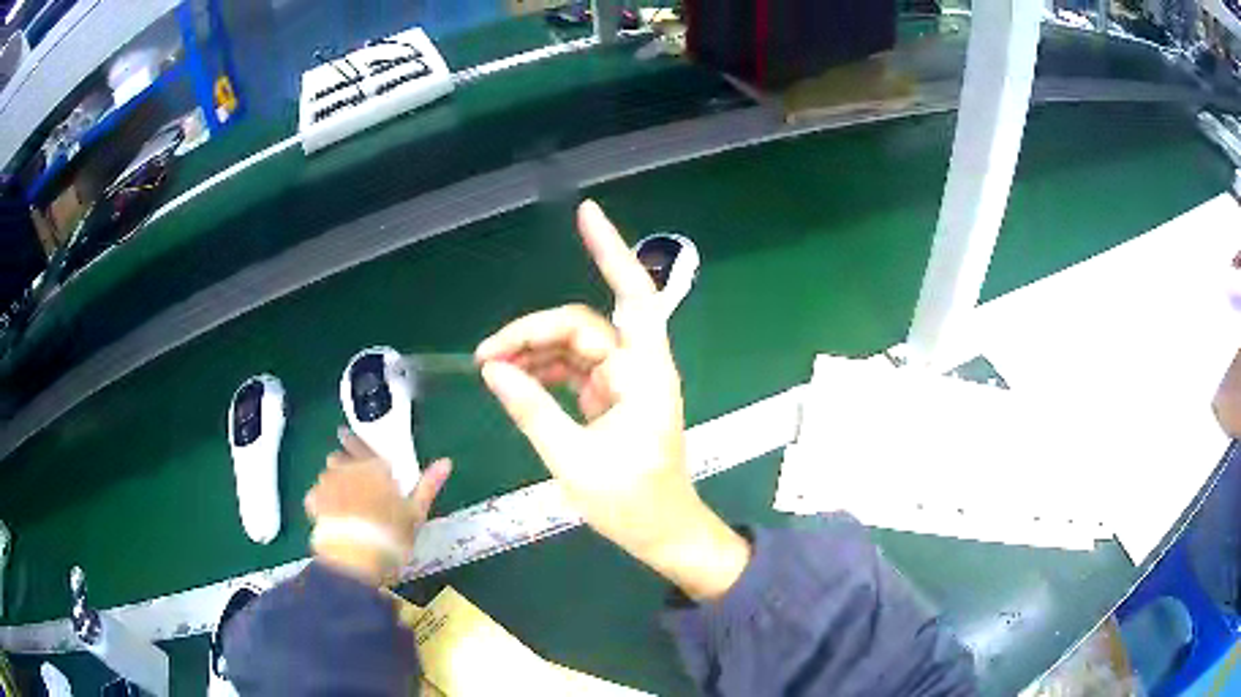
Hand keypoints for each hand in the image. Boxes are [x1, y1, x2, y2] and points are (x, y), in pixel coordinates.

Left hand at [304, 428, 450, 584]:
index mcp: (374, 468)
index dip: (355, 443)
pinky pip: (316, 496)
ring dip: (333, 484)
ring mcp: (327, 484)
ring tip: (342, 504)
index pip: (362, 446)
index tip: (346, 437)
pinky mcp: (314, 502)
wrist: (357, 558)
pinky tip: (330, 517)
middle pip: (339, 458)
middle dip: (344, 466)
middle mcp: (347, 468)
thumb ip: (428, 485)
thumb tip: (447, 461)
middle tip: (353, 484)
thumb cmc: (391, 534)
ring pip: (327, 475)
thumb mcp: (416, 513)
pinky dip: (321, 503)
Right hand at [475, 200, 748, 600]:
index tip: (586, 213)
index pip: (631, 297)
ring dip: (533, 351)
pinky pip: (572, 368)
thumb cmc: (632, 503)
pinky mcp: (610, 396)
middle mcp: (637, 368)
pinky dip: (543, 369)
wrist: (661, 532)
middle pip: (582, 326)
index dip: (610, 251)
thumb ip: (532, 410)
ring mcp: (623, 381)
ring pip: (573, 345)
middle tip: (487, 356)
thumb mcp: (574, 461)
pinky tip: (514, 378)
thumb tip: (493, 371)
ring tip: (492, 369)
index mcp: (644, 375)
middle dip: (533, 332)